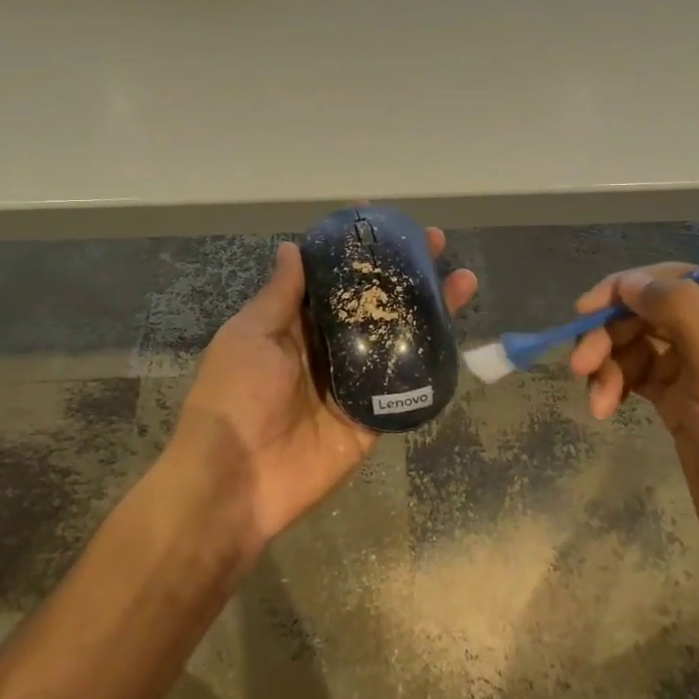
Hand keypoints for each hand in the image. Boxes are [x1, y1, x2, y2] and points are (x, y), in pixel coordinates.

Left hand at [173, 230, 476, 559]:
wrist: (236, 481)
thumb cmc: (235, 397)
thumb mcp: (249, 335)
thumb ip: (279, 295)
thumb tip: (292, 247)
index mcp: (295, 325)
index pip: (332, 278)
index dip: (354, 249)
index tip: (380, 217)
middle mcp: (329, 348)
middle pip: (373, 303)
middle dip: (403, 272)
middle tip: (434, 243)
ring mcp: (354, 382)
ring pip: (398, 338)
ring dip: (429, 309)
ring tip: (463, 280)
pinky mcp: (372, 416)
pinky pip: (406, 386)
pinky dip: (432, 362)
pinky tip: (457, 334)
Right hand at [568, 265, 698, 567]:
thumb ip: (679, 311)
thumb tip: (630, 279)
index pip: (679, 282)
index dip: (627, 290)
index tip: (584, 312)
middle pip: (652, 311)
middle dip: (613, 335)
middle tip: (579, 365)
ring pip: (638, 342)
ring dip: (610, 365)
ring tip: (596, 401)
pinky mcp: (682, 396)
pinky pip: (637, 372)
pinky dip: (617, 383)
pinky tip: (604, 407)